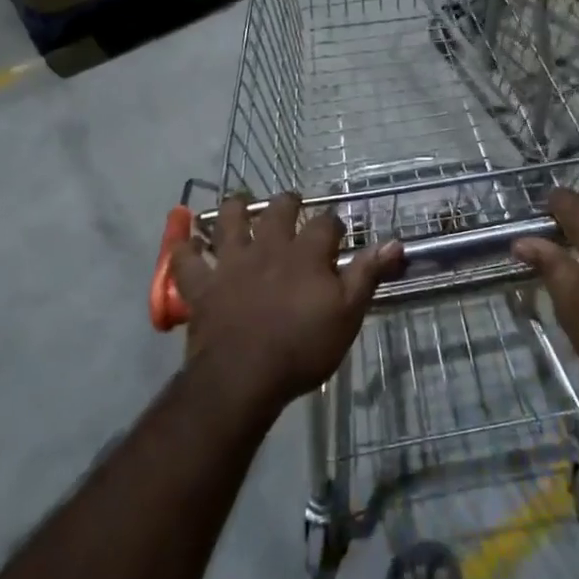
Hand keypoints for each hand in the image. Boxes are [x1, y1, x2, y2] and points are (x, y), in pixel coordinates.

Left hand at [172, 192, 403, 416]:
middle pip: (278, 210)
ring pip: (229, 221)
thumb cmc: (302, 347)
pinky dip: (184, 248)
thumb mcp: (347, 314)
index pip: (326, 223)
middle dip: (287, 203)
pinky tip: (184, 240)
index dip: (334, 223)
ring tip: (239, 203)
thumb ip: (367, 274)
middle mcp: (268, 248)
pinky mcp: (202, 285)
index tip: (337, 229)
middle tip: (291, 203)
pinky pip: (186, 260)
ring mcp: (231, 263)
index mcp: (306, 254)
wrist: (244, 376)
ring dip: (234, 208)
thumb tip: (395, 241)